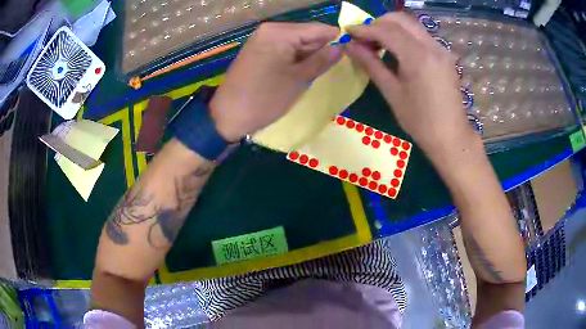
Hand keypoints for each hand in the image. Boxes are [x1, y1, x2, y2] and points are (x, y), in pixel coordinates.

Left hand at [210, 22, 342, 141]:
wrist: (227, 116)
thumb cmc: (264, 99)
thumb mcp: (298, 80)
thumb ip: (321, 60)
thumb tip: (342, 47)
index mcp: (280, 32)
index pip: (318, 29)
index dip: (336, 39)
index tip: (350, 53)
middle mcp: (270, 29)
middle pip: (307, 34)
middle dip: (322, 49)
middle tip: (335, 67)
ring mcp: (262, 39)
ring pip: (296, 42)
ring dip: (309, 55)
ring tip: (318, 72)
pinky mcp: (258, 50)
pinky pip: (284, 48)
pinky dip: (295, 58)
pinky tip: (300, 71)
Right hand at [344, 12, 476, 154]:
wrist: (451, 136)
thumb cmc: (420, 121)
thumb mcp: (392, 93)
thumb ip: (371, 64)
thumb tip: (349, 46)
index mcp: (418, 57)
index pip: (386, 30)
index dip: (364, 29)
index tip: (347, 32)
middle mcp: (432, 46)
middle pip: (400, 19)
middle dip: (377, 23)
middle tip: (363, 38)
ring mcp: (441, 49)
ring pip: (411, 25)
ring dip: (391, 27)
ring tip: (377, 44)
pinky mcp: (445, 54)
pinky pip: (420, 35)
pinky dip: (404, 35)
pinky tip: (396, 50)